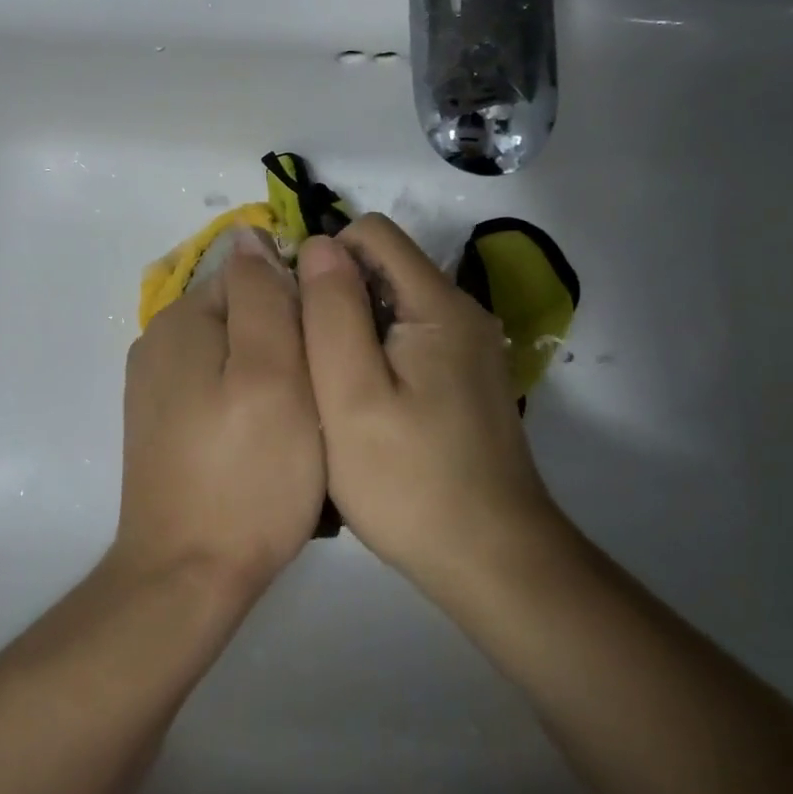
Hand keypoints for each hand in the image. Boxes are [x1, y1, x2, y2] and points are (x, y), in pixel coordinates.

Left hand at [114, 227, 325, 597]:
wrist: (187, 578)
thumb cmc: (247, 473)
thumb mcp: (272, 372)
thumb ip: (263, 297)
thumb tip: (251, 235)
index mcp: (181, 321)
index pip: (253, 275)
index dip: (300, 305)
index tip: (328, 351)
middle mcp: (159, 344)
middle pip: (244, 315)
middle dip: (287, 343)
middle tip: (319, 397)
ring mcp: (157, 389)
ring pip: (237, 356)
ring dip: (275, 378)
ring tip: (302, 427)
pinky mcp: (165, 428)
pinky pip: (221, 392)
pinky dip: (251, 406)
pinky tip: (270, 447)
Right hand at [296, 214, 559, 591]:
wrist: (492, 560)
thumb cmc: (409, 480)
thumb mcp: (350, 394)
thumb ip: (331, 311)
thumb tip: (320, 243)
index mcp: (439, 305)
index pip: (373, 233)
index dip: (326, 258)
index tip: (300, 315)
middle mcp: (463, 313)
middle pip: (385, 268)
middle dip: (337, 297)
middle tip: (310, 362)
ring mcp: (470, 349)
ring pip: (394, 306)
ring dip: (354, 330)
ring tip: (332, 389)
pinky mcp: (468, 380)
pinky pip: (412, 340)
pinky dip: (379, 355)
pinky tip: (366, 408)